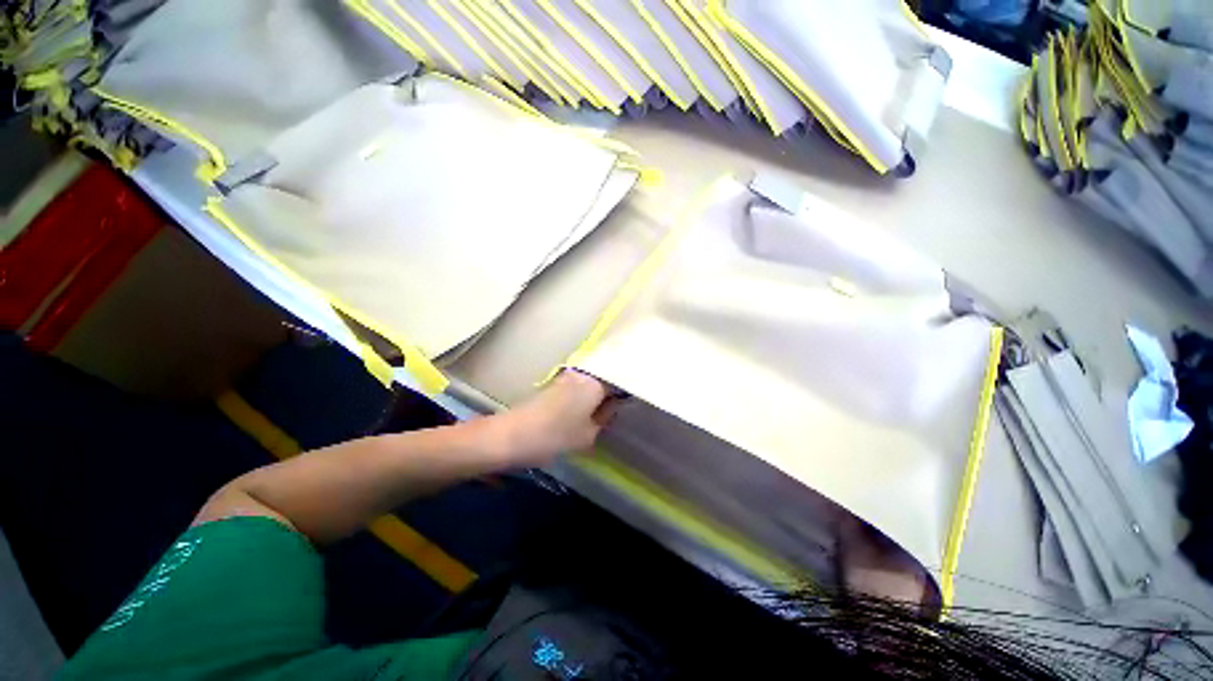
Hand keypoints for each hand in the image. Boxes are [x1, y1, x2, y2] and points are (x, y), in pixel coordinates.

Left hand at [494, 371, 617, 467]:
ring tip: (596, 412)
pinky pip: (576, 387)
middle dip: (608, 394)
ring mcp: (566, 377)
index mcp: (595, 385)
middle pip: (603, 381)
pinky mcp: (553, 384)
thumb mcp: (588, 434)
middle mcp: (583, 375)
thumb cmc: (556, 436)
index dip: (622, 396)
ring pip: (589, 384)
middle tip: (611, 412)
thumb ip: (605, 418)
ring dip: (593, 395)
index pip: (618, 385)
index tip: (623, 407)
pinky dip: (580, 396)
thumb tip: (612, 406)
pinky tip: (579, 411)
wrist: (513, 435)